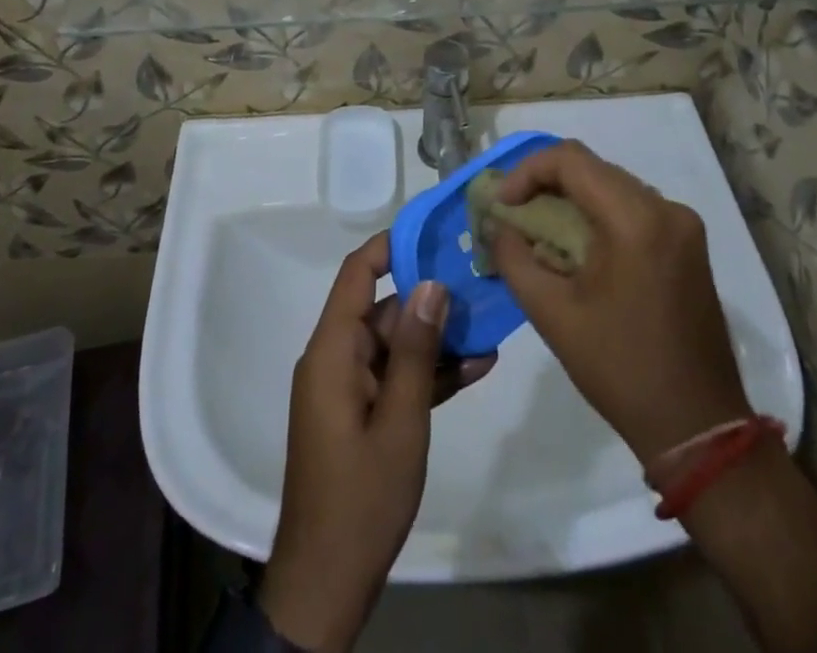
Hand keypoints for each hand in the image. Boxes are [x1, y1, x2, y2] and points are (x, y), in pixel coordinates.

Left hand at [261, 234, 494, 651]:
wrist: (326, 584)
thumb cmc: (361, 498)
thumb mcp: (400, 422)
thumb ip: (416, 351)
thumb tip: (431, 284)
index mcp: (333, 350)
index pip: (357, 275)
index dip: (390, 246)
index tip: (433, 230)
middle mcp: (336, 358)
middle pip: (383, 310)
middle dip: (430, 299)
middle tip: (481, 285)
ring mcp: (348, 388)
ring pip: (395, 345)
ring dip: (437, 340)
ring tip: (490, 326)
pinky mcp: (360, 413)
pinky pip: (395, 378)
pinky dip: (428, 374)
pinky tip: (477, 367)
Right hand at [489, 142, 750, 467]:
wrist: (697, 427)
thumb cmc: (620, 368)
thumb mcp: (552, 313)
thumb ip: (514, 257)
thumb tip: (496, 225)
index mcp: (635, 219)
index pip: (570, 159)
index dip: (527, 171)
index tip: (503, 205)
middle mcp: (666, 208)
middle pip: (592, 169)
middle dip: (546, 184)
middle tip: (513, 215)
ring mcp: (683, 225)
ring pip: (612, 186)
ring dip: (572, 199)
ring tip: (540, 232)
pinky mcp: (689, 244)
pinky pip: (634, 209)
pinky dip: (599, 216)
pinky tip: (578, 249)